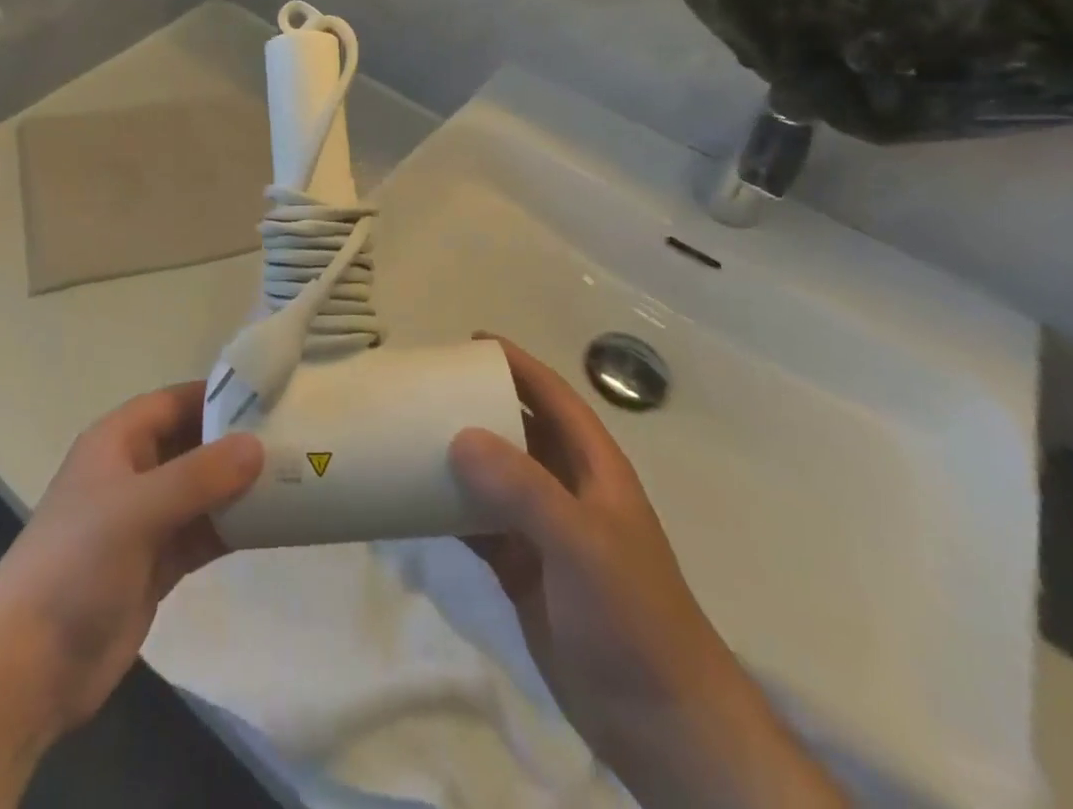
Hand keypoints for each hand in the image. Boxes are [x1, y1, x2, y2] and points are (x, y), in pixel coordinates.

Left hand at [0, 381, 265, 734]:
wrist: (27, 668)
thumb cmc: (75, 564)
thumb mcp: (138, 509)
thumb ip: (200, 476)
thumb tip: (258, 445)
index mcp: (118, 441)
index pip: (175, 401)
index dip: (218, 395)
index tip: (270, 394)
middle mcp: (133, 472)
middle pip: (193, 444)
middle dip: (237, 441)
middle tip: (294, 437)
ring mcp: (145, 520)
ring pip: (202, 490)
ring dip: (240, 487)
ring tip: (295, 477)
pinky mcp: (157, 564)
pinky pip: (203, 532)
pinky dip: (233, 527)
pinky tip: (273, 525)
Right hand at [451, 338, 846, 808]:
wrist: (661, 729)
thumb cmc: (632, 619)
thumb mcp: (582, 544)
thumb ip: (523, 489)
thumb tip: (459, 436)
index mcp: (594, 468)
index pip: (553, 397)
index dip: (517, 365)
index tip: (471, 343)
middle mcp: (568, 490)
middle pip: (518, 430)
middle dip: (478, 406)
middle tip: (428, 388)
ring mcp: (544, 532)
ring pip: (493, 477)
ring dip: (458, 457)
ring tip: (411, 434)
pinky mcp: (523, 570)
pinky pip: (478, 524)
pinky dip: (448, 509)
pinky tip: (413, 499)